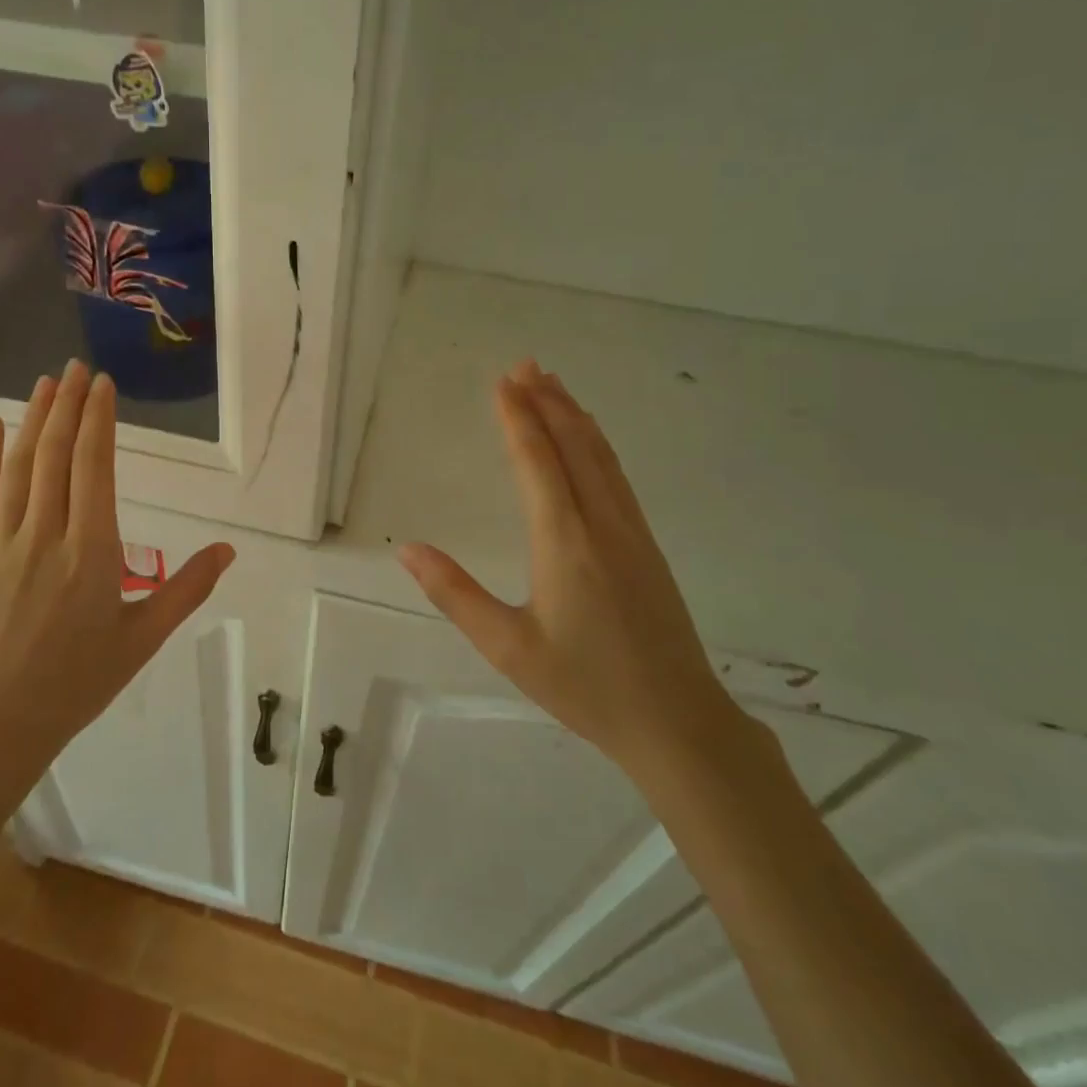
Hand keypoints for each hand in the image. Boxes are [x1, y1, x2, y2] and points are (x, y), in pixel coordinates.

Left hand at [0, 362, 233, 849]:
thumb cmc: (78, 682)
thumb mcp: (143, 639)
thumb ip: (187, 590)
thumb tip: (228, 549)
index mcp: (93, 553)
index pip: (95, 467)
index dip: (98, 420)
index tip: (102, 385)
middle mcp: (47, 536)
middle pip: (56, 455)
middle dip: (67, 406)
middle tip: (76, 368)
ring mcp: (2, 544)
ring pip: (19, 467)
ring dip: (33, 420)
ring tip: (46, 383)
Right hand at [397, 360, 742, 776]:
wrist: (678, 721)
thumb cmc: (586, 686)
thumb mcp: (508, 647)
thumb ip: (455, 594)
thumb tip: (408, 549)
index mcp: (565, 542)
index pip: (537, 462)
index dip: (517, 418)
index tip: (503, 382)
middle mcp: (602, 524)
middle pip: (574, 446)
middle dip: (547, 402)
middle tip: (525, 365)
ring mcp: (632, 532)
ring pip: (602, 457)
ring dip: (575, 416)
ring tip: (554, 385)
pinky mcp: (647, 546)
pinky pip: (617, 476)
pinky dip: (597, 444)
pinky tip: (591, 441)